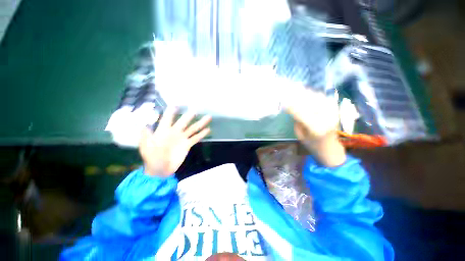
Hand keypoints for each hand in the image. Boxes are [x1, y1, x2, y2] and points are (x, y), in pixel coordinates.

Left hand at [139, 107, 211, 176]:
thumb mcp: (145, 147)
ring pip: (193, 128)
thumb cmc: (151, 158)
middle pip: (184, 122)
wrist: (160, 170)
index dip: (171, 111)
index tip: (176, 105)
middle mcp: (175, 132)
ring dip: (200, 123)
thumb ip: (145, 135)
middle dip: (189, 116)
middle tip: (196, 110)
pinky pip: (196, 138)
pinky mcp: (188, 145)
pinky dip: (202, 134)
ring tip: (208, 117)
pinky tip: (208, 130)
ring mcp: (182, 138)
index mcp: (163, 131)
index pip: (168, 118)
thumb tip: (146, 123)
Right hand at [284, 89, 345, 166]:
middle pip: (310, 102)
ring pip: (317, 98)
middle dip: (297, 97)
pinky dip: (314, 94)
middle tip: (288, 93)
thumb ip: (297, 120)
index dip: (290, 106)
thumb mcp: (300, 135)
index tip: (283, 102)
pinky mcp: (335, 110)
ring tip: (296, 90)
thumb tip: (292, 107)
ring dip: (306, 93)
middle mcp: (326, 118)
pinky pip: (323, 98)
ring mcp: (333, 113)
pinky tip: (307, 93)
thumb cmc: (312, 144)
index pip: (300, 113)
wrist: (331, 148)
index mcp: (316, 128)